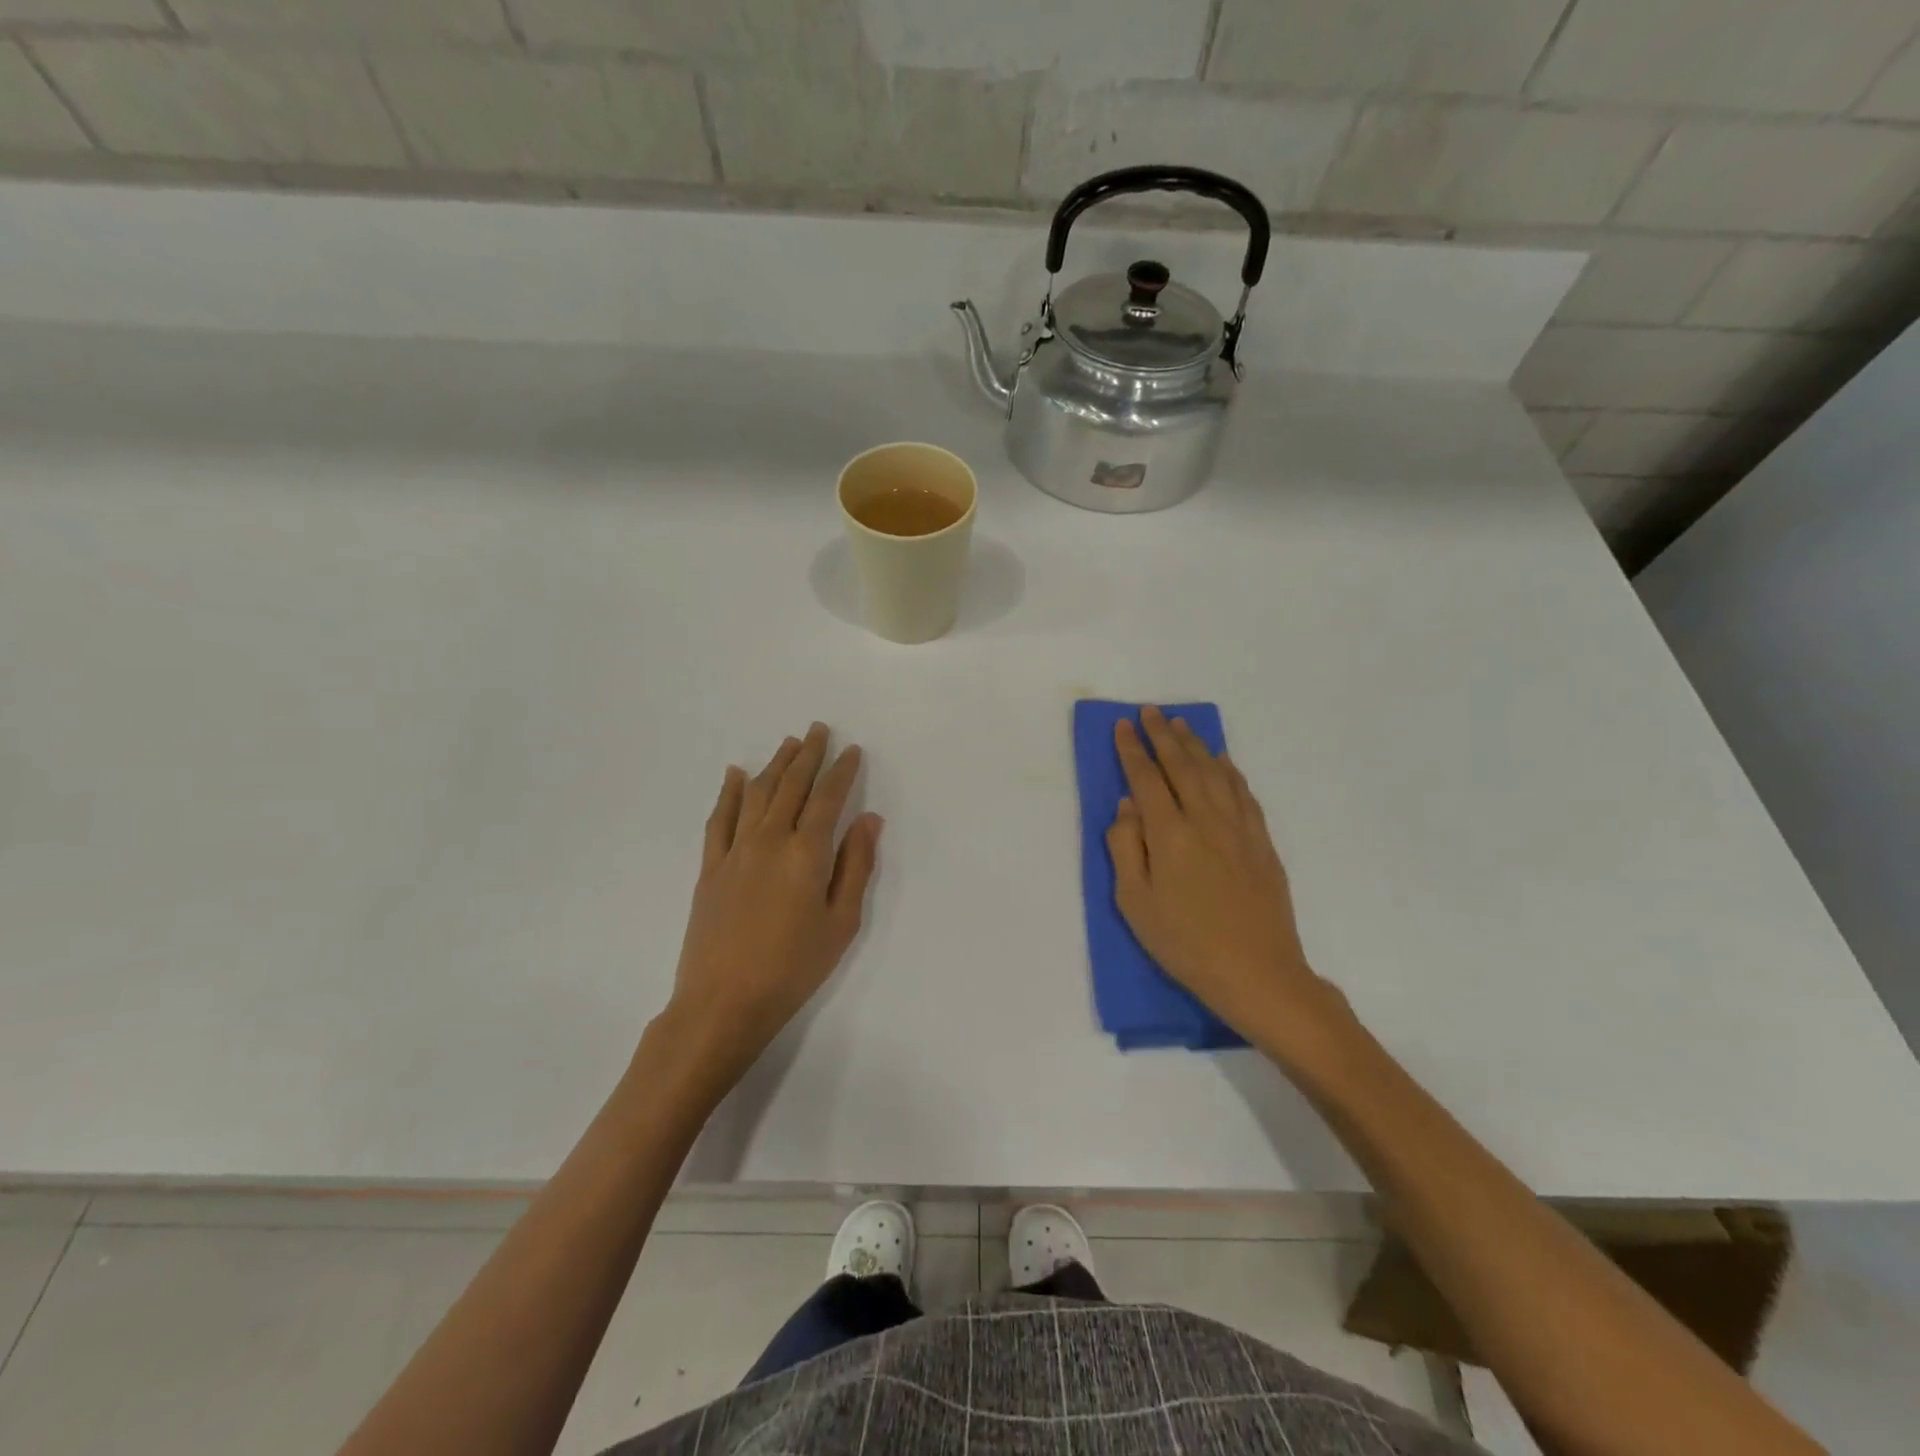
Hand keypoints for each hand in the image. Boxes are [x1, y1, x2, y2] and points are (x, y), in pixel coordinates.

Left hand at [662, 723, 881, 1088]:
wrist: (723, 1002)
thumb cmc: (793, 967)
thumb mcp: (841, 923)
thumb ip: (856, 866)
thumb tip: (868, 819)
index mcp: (806, 853)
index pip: (828, 797)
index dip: (842, 771)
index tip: (852, 750)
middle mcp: (769, 840)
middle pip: (791, 785)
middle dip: (808, 754)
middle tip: (818, 729)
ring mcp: (735, 851)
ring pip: (756, 793)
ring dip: (774, 765)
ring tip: (788, 743)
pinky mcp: (710, 867)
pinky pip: (719, 818)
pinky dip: (728, 791)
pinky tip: (734, 773)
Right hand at [1107, 705, 1345, 1056]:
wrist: (1257, 972)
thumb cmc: (1185, 943)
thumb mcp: (1135, 903)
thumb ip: (1125, 848)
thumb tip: (1127, 806)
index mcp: (1169, 834)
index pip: (1146, 778)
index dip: (1133, 750)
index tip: (1123, 726)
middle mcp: (1204, 819)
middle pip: (1181, 765)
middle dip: (1163, 735)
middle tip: (1150, 712)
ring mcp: (1238, 828)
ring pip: (1214, 772)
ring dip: (1196, 745)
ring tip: (1182, 725)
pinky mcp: (1261, 841)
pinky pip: (1243, 792)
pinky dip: (1229, 770)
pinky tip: (1221, 761)